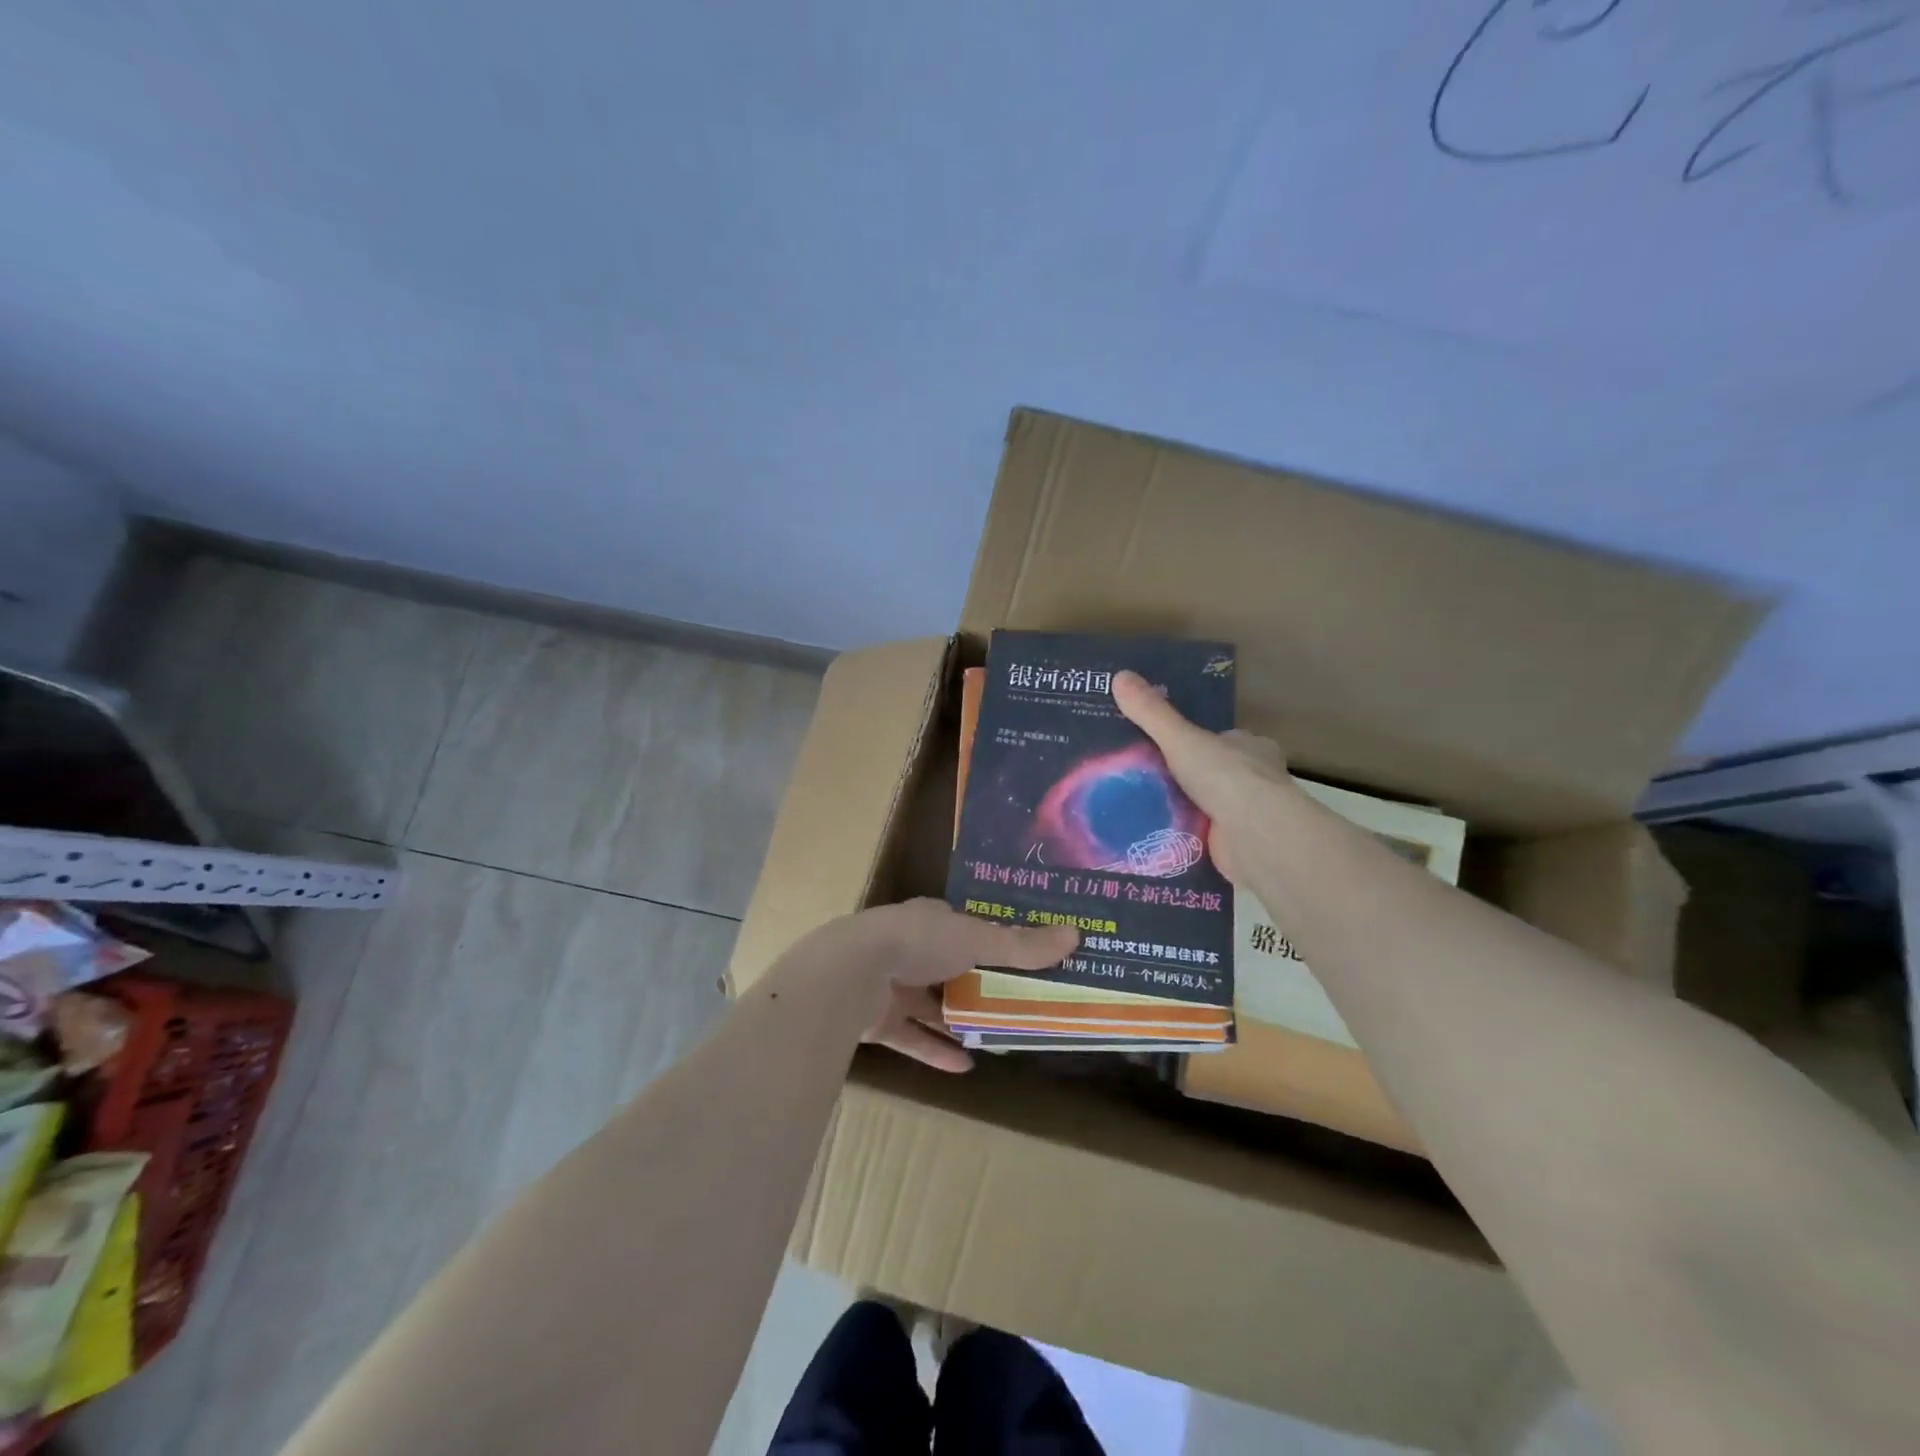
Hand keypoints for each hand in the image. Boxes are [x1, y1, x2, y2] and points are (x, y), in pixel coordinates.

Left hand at [799, 900, 1077, 1072]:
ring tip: (997, 1037)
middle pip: (951, 967)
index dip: (992, 939)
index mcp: (930, 921)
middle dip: (978, 984)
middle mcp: (910, 949)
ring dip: (959, 1020)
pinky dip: (936, 1051)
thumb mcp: (976, 939)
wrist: (851, 974)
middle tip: (1017, 1003)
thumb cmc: (918, 943)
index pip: (965, 926)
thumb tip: (1075, 935)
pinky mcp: (878, 1020)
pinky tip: (966, 1068)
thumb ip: (1021, 945)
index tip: (1023, 956)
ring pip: (931, 1004)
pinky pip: (913, 1037)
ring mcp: (891, 985)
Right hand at [1112, 670, 1288, 885]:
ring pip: (1206, 807)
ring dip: (1179, 809)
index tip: (1162, 747)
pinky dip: (1180, 837)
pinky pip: (1201, 837)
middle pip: (1211, 774)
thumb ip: (1151, 713)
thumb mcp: (1180, 738)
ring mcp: (1247, 816)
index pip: (1220, 740)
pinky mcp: (1237, 846)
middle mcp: (1255, 780)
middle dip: (1182, 778)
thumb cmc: (1226, 777)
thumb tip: (1119, 675)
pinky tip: (1150, 836)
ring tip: (1135, 807)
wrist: (1255, 836)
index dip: (1192, 742)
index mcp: (1251, 748)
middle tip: (1139, 779)